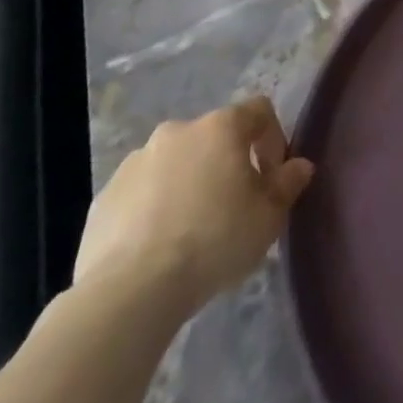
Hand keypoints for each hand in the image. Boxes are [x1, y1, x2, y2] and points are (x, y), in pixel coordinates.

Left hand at [73, 97, 314, 317]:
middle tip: (233, 206)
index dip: (273, 138)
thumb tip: (299, 166)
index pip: (259, 110)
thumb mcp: (269, 217)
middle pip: (213, 138)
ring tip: (191, 231)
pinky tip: (157, 247)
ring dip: (188, 183)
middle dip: (227, 164)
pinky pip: (141, 193)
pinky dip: (153, 208)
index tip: (272, 177)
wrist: (129, 291)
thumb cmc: (214, 241)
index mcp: (220, 127)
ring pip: (175, 164)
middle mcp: (177, 131)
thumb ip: (288, 184)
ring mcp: (135, 162)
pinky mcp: (103, 198)